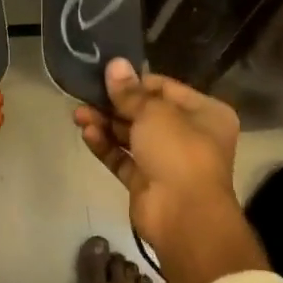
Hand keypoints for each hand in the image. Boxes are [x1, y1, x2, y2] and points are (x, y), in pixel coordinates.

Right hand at [75, 59, 266, 282]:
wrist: (184, 217)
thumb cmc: (179, 152)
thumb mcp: (154, 113)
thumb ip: (130, 91)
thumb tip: (115, 64)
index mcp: (204, 113)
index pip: (165, 88)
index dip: (135, 81)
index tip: (107, 74)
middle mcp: (189, 135)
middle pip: (145, 112)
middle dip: (114, 104)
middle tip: (85, 93)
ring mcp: (167, 161)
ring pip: (131, 136)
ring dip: (105, 124)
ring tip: (78, 114)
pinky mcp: (146, 182)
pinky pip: (123, 158)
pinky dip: (106, 146)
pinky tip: (87, 134)